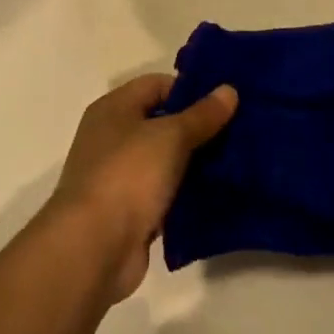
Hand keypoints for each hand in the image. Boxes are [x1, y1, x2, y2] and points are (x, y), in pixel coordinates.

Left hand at [46, 73, 236, 300]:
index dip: (191, 89)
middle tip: (239, 130)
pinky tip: (218, 194)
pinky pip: (165, 193)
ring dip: (195, 162)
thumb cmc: (128, 175)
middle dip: (198, 127)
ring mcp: (119, 176)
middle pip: (162, 122)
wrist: (94, 248)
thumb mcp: (171, 136)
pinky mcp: (129, 212)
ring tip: (236, 161)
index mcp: (114, 108)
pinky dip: (186, 193)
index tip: (226, 100)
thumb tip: (229, 89)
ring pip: (166, 160)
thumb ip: (202, 114)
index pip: (157, 85)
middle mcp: (112, 137)